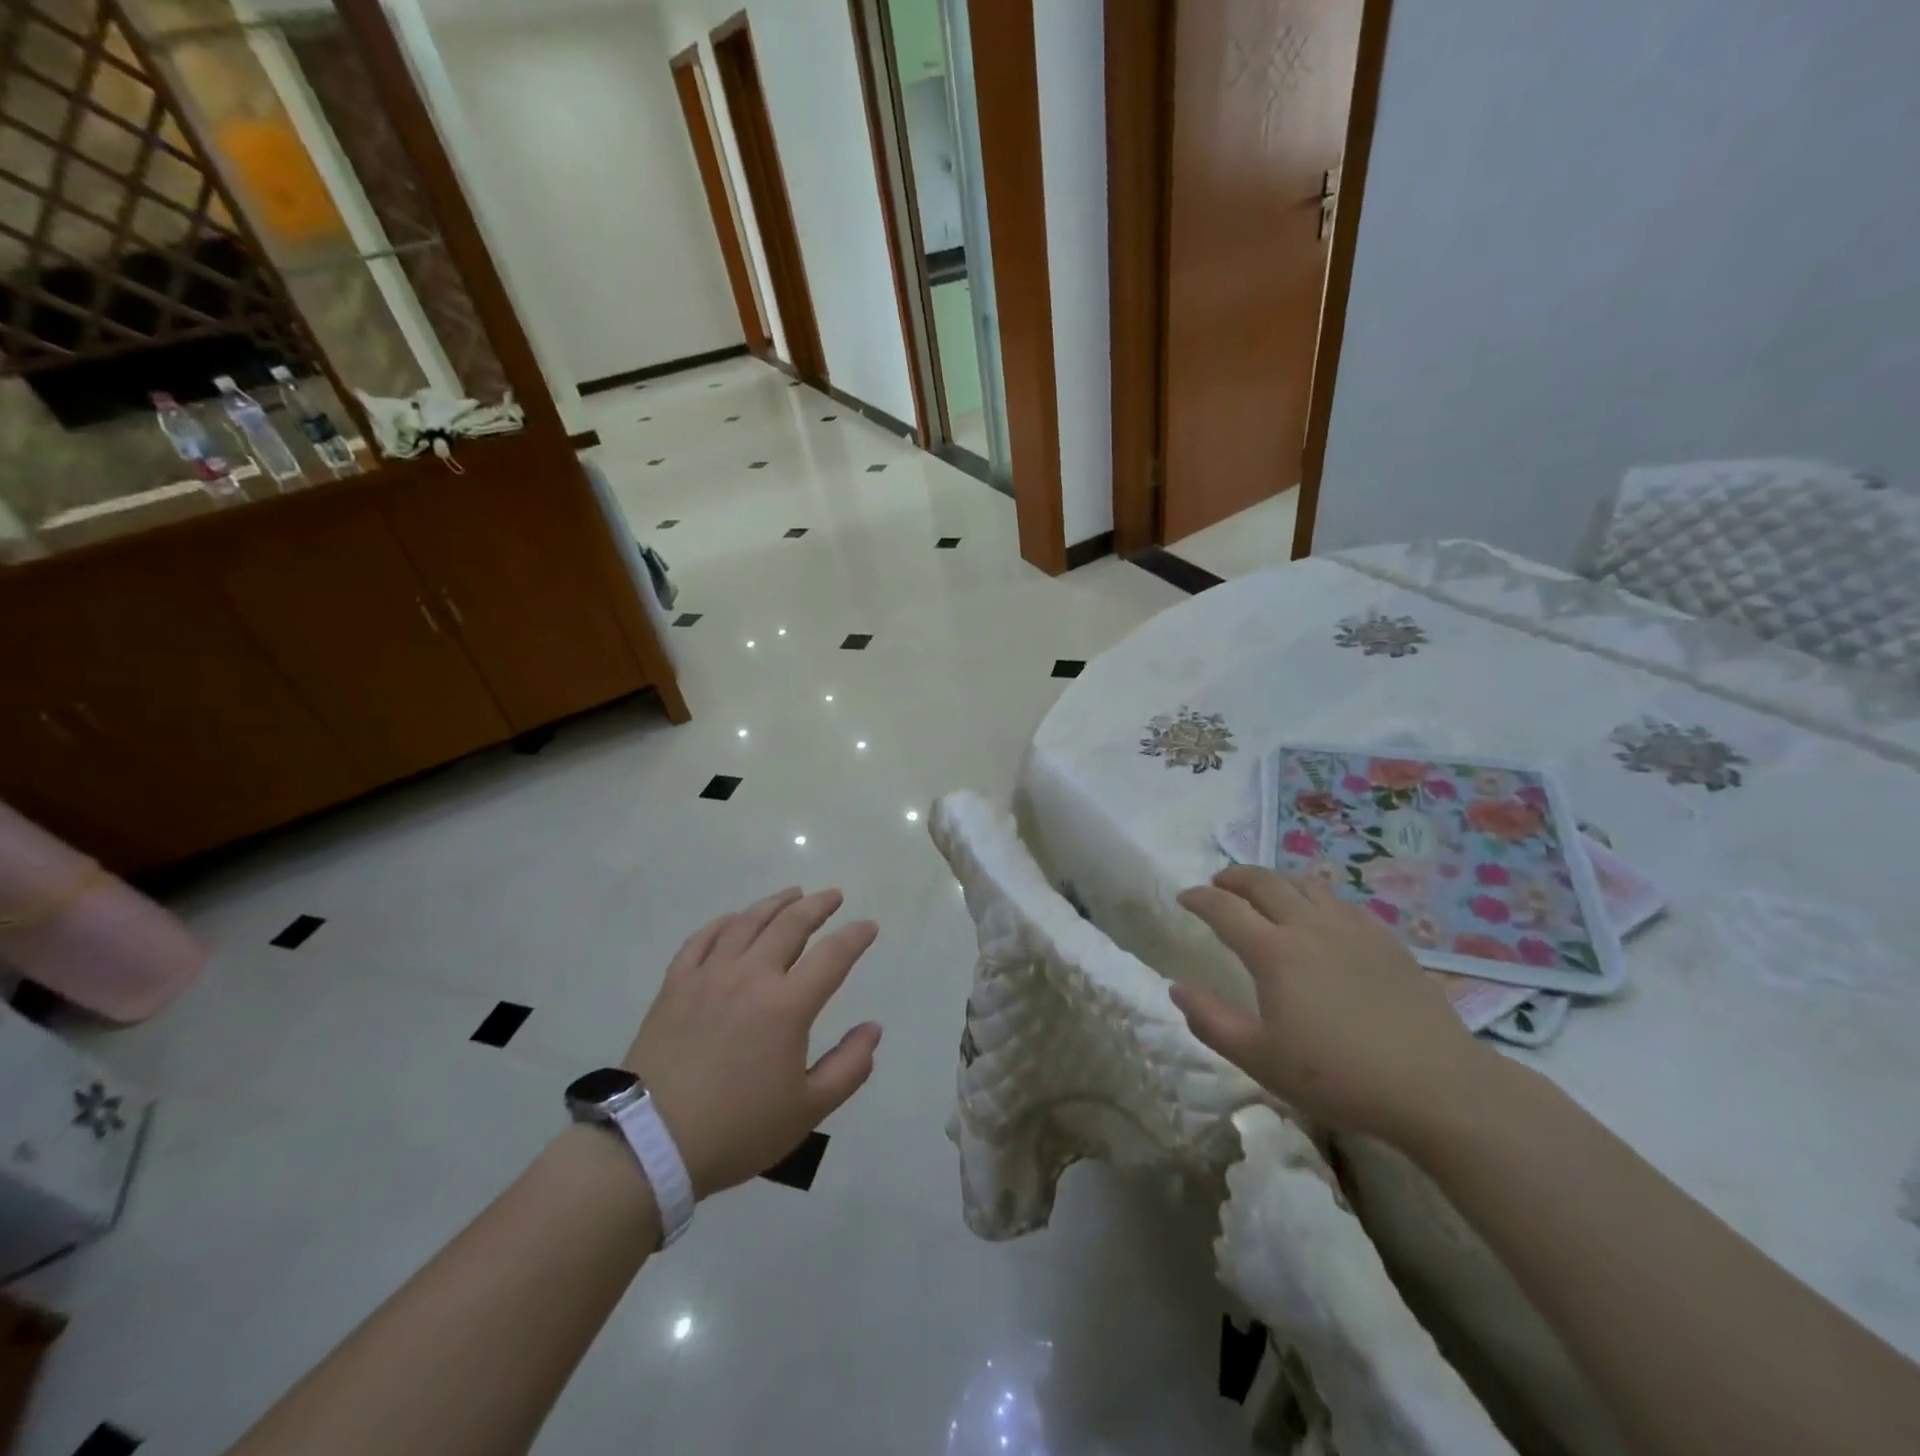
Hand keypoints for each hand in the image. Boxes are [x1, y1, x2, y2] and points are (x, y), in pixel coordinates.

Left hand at [625, 887, 881, 1197]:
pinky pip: (701, 939)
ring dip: (774, 904)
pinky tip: (733, 919)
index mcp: (787, 1006)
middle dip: (817, 905)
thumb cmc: (737, 1129)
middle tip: (833, 895)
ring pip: (746, 923)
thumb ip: (849, 1067)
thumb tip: (873, 1028)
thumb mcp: (807, 1110)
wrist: (650, 1144)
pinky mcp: (675, 985)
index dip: (855, 937)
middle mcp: (751, 976)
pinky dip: (722, 923)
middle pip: (790, 925)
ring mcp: (709, 976)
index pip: (833, 956)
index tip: (869, 926)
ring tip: (791, 894)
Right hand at [1173, 866, 1493, 1146]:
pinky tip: (1319, 915)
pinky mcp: (1386, 941)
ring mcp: (1352, 929)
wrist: (1436, 1086)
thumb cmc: (1338, 1076)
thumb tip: (1177, 988)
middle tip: (1219, 883)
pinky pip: (1340, 902)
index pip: (1225, 909)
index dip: (1200, 898)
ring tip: (1265, 892)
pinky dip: (1315, 897)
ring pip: (1305, 885)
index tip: (1185, 898)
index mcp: (1274, 952)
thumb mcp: (1260, 1059)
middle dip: (1235, 877)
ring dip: (1275, 881)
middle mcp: (1309, 927)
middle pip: (1264, 882)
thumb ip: (1211, 1021)